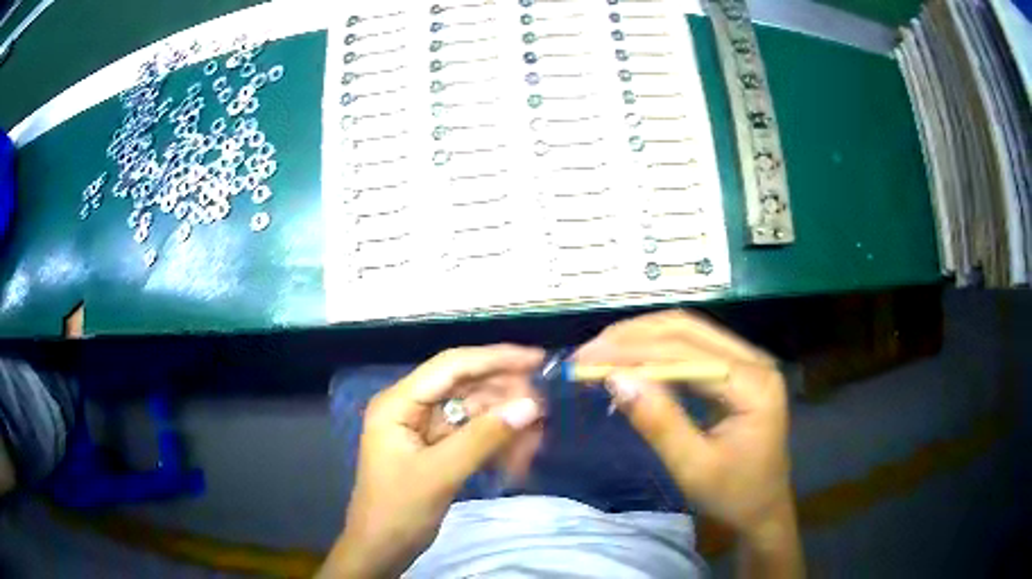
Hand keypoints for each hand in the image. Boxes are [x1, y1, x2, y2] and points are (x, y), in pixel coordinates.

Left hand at [321, 345, 544, 577]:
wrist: (381, 549)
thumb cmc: (398, 511)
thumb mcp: (440, 474)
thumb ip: (484, 438)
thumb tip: (530, 406)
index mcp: (398, 403)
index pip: (451, 366)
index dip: (495, 359)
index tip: (537, 360)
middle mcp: (411, 407)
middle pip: (465, 386)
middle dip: (505, 397)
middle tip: (543, 411)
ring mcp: (424, 428)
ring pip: (473, 411)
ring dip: (504, 424)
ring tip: (534, 441)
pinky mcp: (436, 448)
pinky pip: (472, 434)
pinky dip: (495, 443)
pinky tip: (517, 457)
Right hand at [574, 310, 792, 536]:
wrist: (763, 509)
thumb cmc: (733, 495)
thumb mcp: (693, 468)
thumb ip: (659, 422)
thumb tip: (616, 379)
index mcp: (752, 383)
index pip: (685, 351)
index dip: (633, 351)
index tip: (586, 359)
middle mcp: (754, 360)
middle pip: (687, 329)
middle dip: (633, 337)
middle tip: (589, 353)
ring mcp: (748, 362)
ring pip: (688, 332)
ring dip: (642, 339)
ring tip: (602, 354)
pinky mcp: (737, 371)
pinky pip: (693, 349)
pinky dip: (657, 352)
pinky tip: (632, 364)